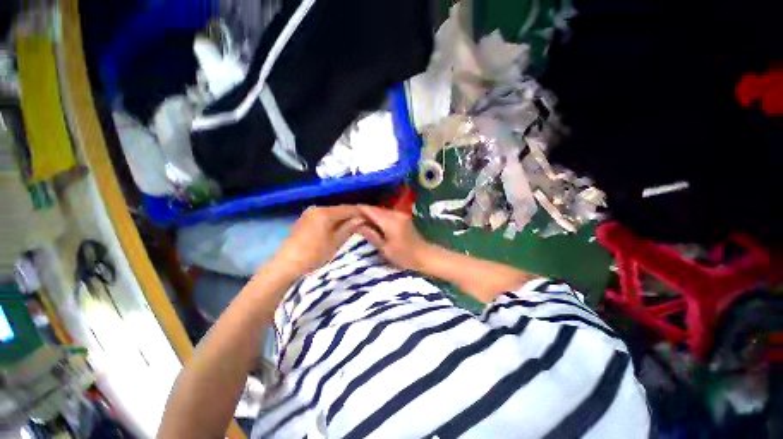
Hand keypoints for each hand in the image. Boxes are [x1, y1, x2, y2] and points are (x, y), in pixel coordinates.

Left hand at [271, 205, 364, 277]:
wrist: (286, 265)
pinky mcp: (304, 220)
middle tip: (365, 222)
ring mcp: (309, 214)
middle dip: (353, 215)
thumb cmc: (313, 254)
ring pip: (332, 213)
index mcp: (325, 212)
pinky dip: (333, 221)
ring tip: (354, 226)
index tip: (372, 217)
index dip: (361, 212)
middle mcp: (316, 208)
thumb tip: (361, 219)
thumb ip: (349, 228)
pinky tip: (338, 228)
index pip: (348, 208)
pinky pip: (324, 217)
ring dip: (343, 219)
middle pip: (340, 210)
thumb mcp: (335, 242)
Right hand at [357, 205, 431, 270]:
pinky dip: (378, 216)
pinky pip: (387, 214)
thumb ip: (371, 235)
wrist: (424, 255)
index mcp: (390, 221)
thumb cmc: (404, 255)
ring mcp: (400, 215)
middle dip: (363, 211)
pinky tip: (372, 222)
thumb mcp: (385, 248)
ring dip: (370, 214)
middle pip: (375, 209)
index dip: (358, 209)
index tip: (347, 211)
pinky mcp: (402, 217)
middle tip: (350, 217)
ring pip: (381, 210)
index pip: (370, 210)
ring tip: (358, 220)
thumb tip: (356, 225)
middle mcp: (395, 214)